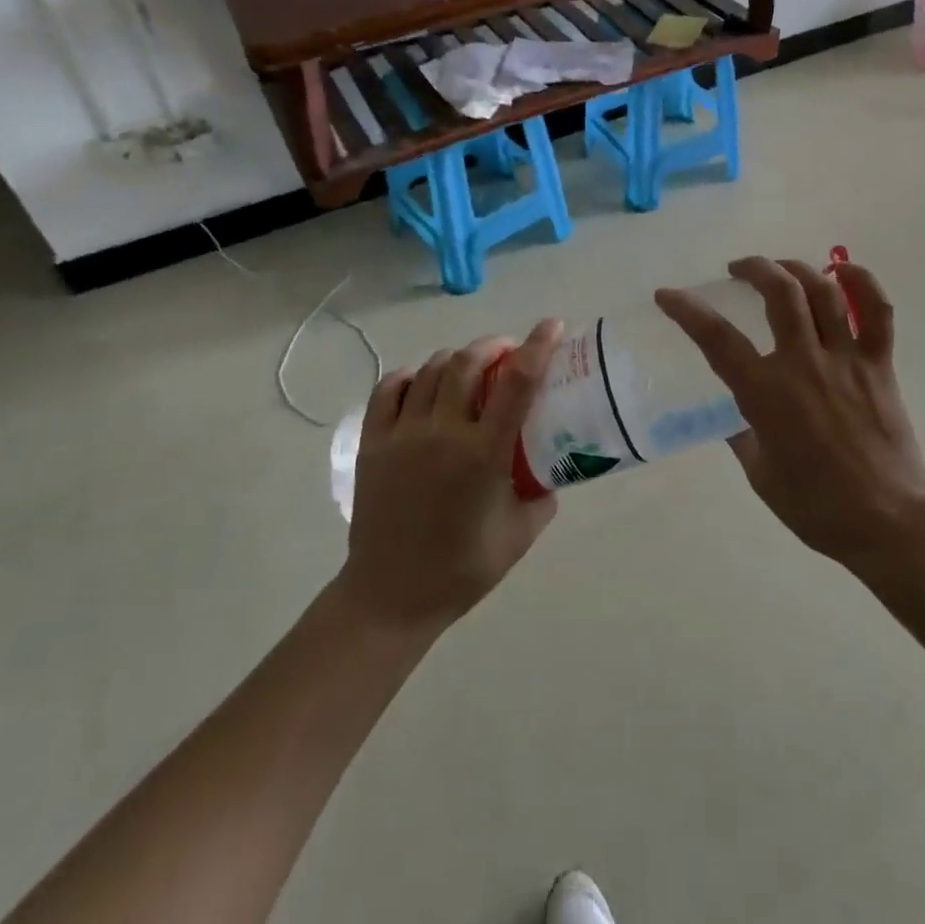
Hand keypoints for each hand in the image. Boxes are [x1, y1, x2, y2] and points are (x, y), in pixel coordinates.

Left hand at [340, 319, 562, 631]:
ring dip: (457, 358)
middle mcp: (443, 434)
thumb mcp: (521, 534)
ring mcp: (403, 435)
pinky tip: (424, 383)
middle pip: (468, 362)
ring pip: (432, 370)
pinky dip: (412, 375)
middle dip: (493, 345)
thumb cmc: (462, 570)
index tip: (551, 326)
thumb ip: (542, 493)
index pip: (518, 382)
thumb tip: (550, 465)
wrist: (390, 597)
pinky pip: (390, 388)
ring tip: (470, 367)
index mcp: (484, 455)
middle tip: (508, 351)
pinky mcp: (373, 443)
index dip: (538, 346)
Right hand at [656, 258, 924, 570]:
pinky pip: (877, 311)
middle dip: (753, 268)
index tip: (667, 295)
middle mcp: (803, 363)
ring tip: (782, 268)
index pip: (717, 339)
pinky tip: (844, 271)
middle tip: (738, 269)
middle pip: (778, 293)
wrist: (887, 522)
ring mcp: (846, 359)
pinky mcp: (880, 364)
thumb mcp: (761, 474)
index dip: (687, 310)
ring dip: (797, 268)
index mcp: (766, 393)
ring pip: (822, 292)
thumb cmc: (817, 507)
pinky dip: (863, 282)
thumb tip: (739, 414)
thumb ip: (744, 435)